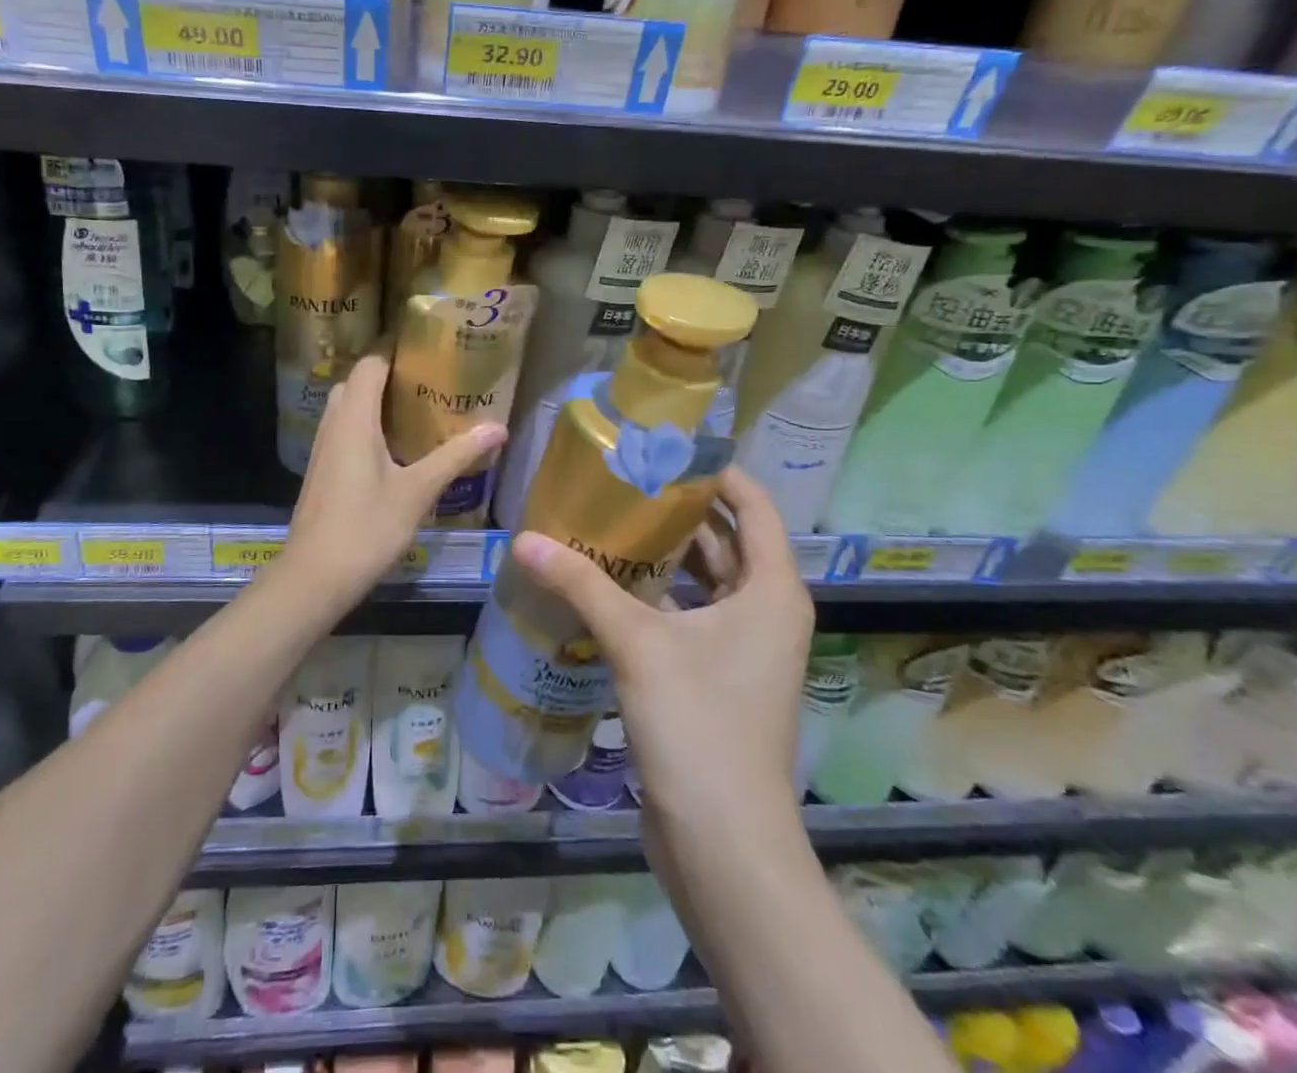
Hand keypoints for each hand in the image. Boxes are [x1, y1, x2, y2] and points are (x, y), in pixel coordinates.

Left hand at [282, 353, 505, 606]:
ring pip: (348, 405)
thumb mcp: (418, 491)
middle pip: (358, 380)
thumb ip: (456, 456)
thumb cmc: (367, 527)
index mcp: (355, 418)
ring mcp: (324, 447)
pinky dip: (367, 422)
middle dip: (388, 371)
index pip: (371, 363)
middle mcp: (334, 424)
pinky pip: (344, 428)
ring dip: (376, 398)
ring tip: (416, 403)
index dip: (394, 346)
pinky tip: (394, 444)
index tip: (427, 341)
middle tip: (428, 374)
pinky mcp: (322, 469)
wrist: (314, 576)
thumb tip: (498, 428)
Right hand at [510, 467, 812, 834]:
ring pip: (705, 581)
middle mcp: (766, 612)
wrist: (724, 845)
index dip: (714, 472)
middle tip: (622, 481)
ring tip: (607, 522)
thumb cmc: (699, 726)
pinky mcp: (717, 679)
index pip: (753, 505)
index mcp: (772, 590)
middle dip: (678, 510)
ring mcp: (743, 649)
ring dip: (663, 555)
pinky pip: (688, 617)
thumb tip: (524, 539)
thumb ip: (581, 585)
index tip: (664, 450)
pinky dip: (655, 597)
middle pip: (726, 540)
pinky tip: (607, 585)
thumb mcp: (638, 643)